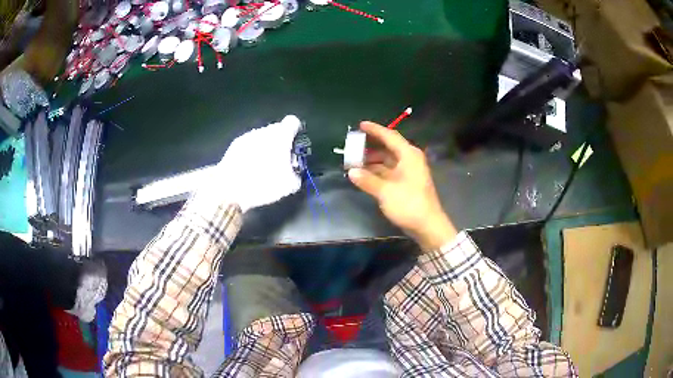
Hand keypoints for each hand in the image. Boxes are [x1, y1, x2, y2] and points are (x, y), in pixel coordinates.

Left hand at [193, 115, 302, 211]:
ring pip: (262, 137)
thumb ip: (296, 174)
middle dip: (281, 142)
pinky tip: (249, 168)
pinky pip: (249, 144)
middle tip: (280, 161)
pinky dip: (252, 152)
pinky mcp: (235, 144)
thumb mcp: (289, 185)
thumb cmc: (263, 183)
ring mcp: (248, 136)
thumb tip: (294, 172)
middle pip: (277, 129)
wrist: (229, 188)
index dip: (296, 131)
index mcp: (281, 136)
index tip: (295, 143)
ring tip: (263, 166)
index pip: (293, 121)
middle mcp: (264, 131)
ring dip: (265, 147)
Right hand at [348, 122, 456, 250]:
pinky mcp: (406, 183)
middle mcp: (409, 159)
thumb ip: (367, 180)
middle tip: (352, 146)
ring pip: (387, 160)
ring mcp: (408, 172)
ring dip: (372, 161)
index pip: (389, 136)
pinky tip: (364, 175)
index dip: (374, 130)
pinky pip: (389, 171)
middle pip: (388, 147)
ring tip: (354, 162)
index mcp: (408, 155)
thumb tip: (351, 172)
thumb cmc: (409, 204)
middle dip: (370, 147)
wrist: (427, 226)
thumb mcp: (385, 191)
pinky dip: (377, 172)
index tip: (360, 125)